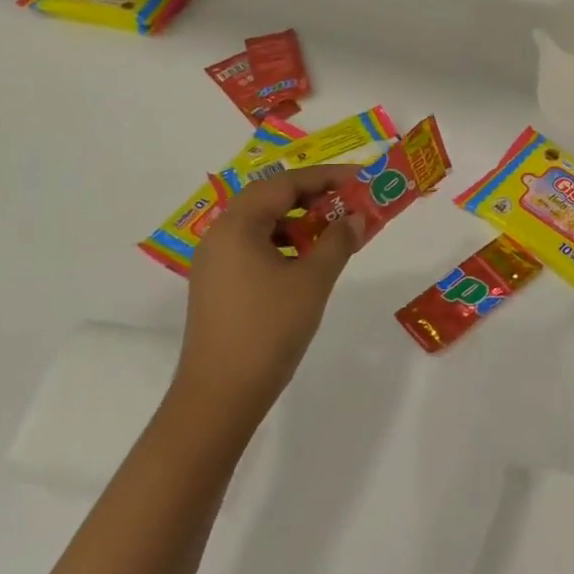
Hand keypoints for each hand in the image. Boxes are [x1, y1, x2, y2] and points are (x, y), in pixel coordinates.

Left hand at [175, 166, 365, 423]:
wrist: (219, 396)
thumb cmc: (269, 330)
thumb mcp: (313, 281)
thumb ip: (337, 241)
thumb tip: (356, 217)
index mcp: (238, 225)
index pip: (285, 183)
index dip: (325, 176)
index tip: (359, 178)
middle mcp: (220, 235)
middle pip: (269, 198)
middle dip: (312, 196)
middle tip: (348, 201)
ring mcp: (214, 262)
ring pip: (260, 224)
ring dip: (297, 221)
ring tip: (332, 231)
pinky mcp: (217, 286)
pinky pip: (253, 247)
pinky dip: (282, 244)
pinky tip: (306, 261)